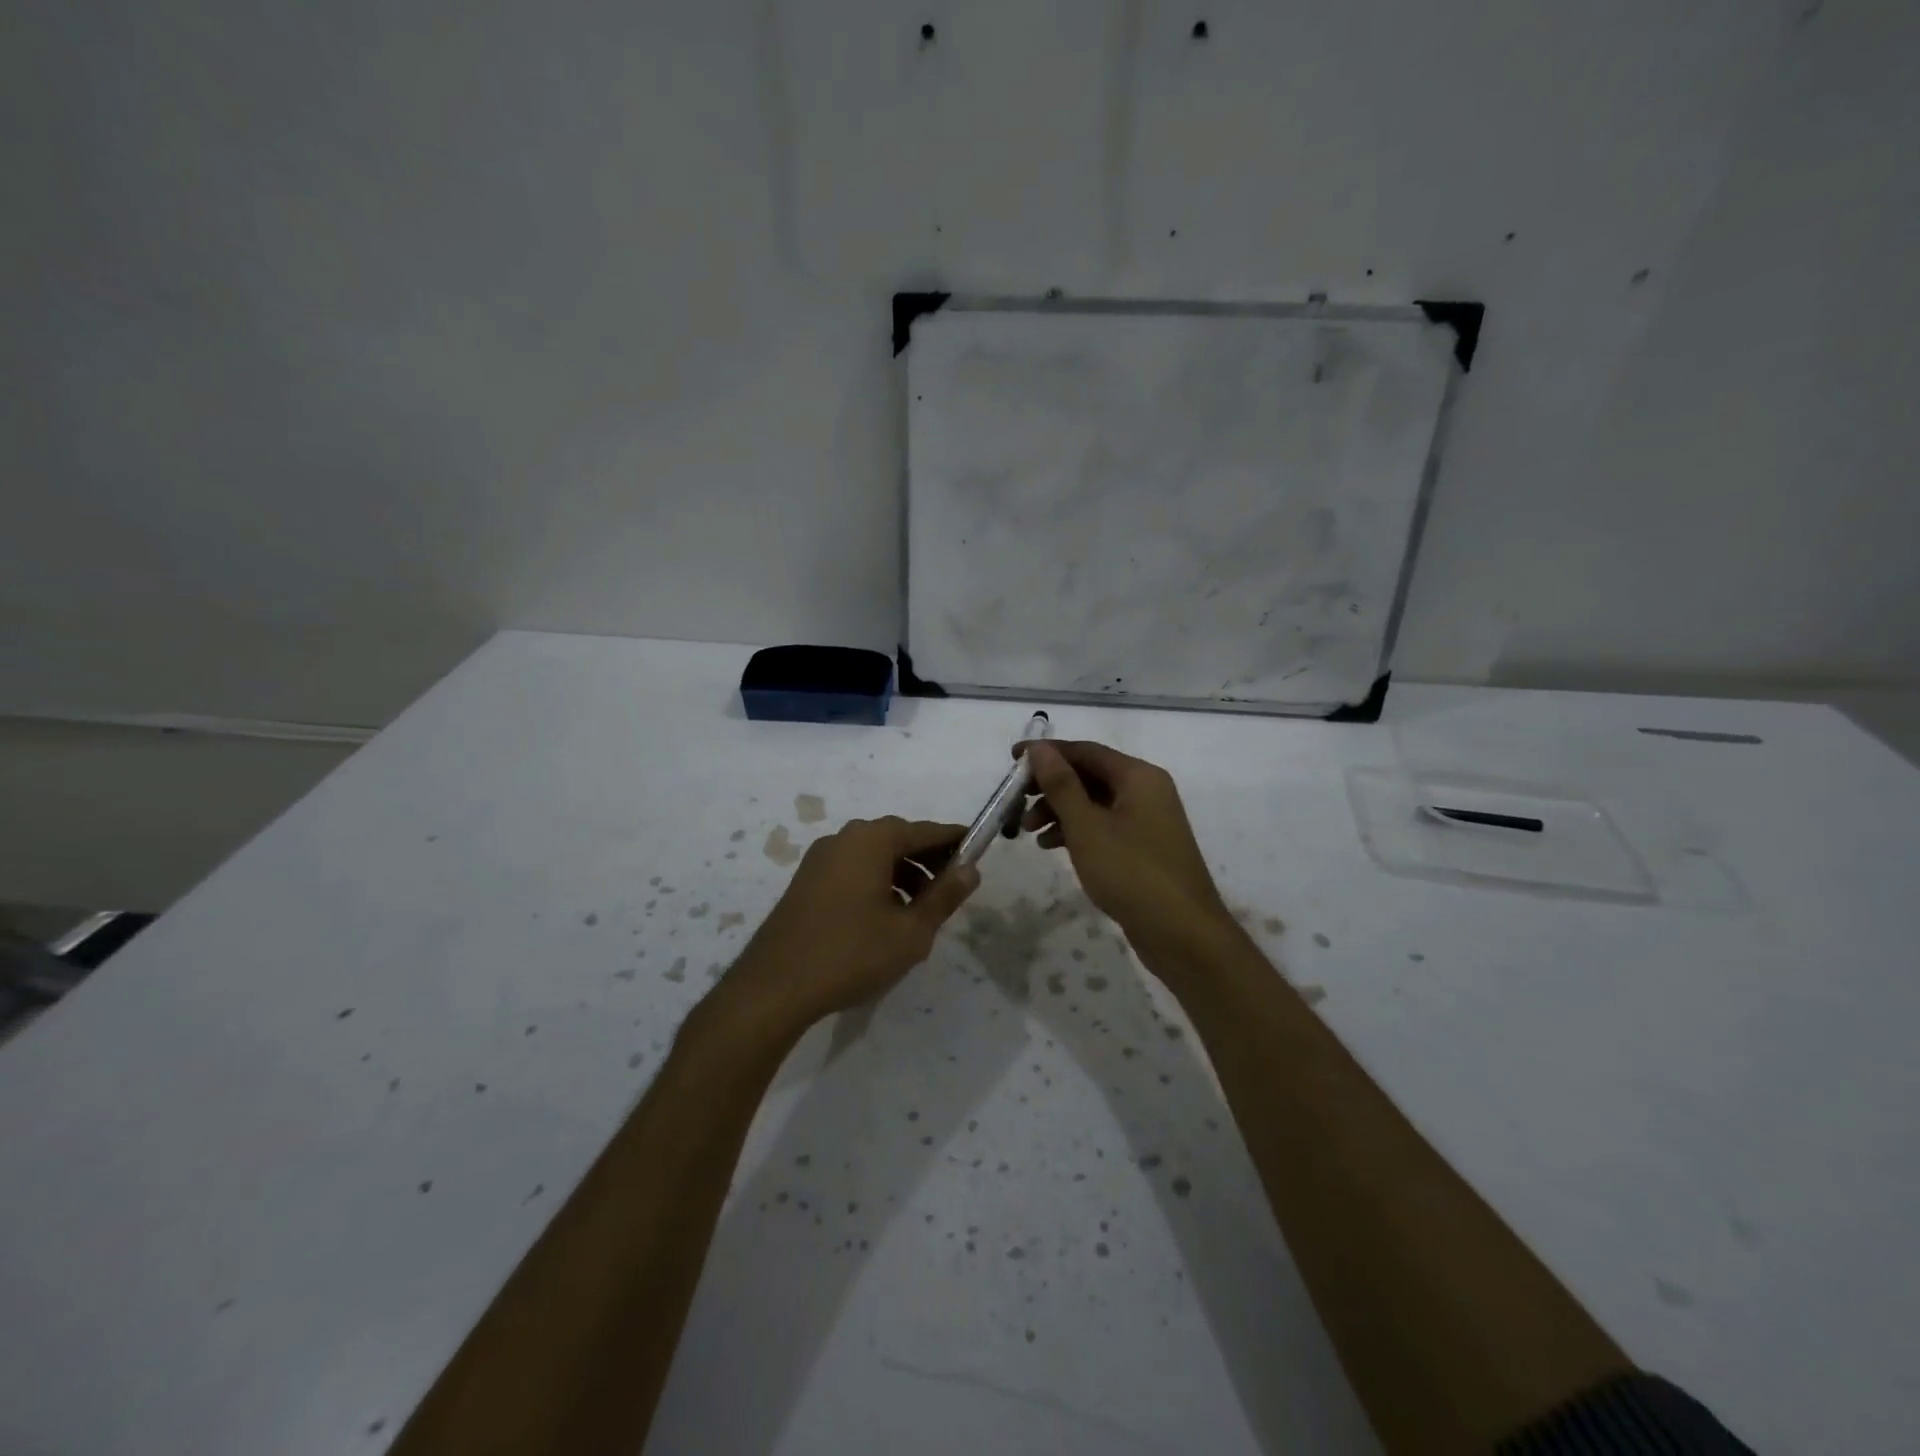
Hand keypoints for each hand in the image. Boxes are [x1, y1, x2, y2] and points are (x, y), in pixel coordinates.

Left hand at [725, 817, 979, 1027]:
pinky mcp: (806, 881)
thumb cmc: (851, 954)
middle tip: (953, 887)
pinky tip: (886, 917)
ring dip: (903, 873)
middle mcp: (844, 838)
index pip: (926, 831)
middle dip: (929, 859)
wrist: (774, 988)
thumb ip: (944, 896)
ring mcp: (820, 859)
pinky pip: (853, 870)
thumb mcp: (911, 931)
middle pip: (898, 839)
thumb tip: (970, 869)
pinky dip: (877, 882)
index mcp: (871, 840)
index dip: (956, 841)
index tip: (979, 852)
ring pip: (875, 856)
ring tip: (922, 909)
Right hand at [1020, 741, 1233, 963]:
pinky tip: (1051, 847)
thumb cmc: (1132, 873)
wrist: (1183, 934)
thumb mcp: (1087, 827)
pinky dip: (1077, 831)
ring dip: (1059, 811)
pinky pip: (1103, 826)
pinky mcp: (1143, 848)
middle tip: (1016, 803)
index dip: (1047, 753)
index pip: (1085, 751)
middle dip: (1050, 787)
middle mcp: (1146, 790)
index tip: (1012, 760)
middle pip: (1090, 775)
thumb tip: (1038, 748)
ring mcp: (1148, 821)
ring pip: (1094, 803)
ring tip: (1028, 832)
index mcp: (1138, 776)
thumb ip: (1061, 785)